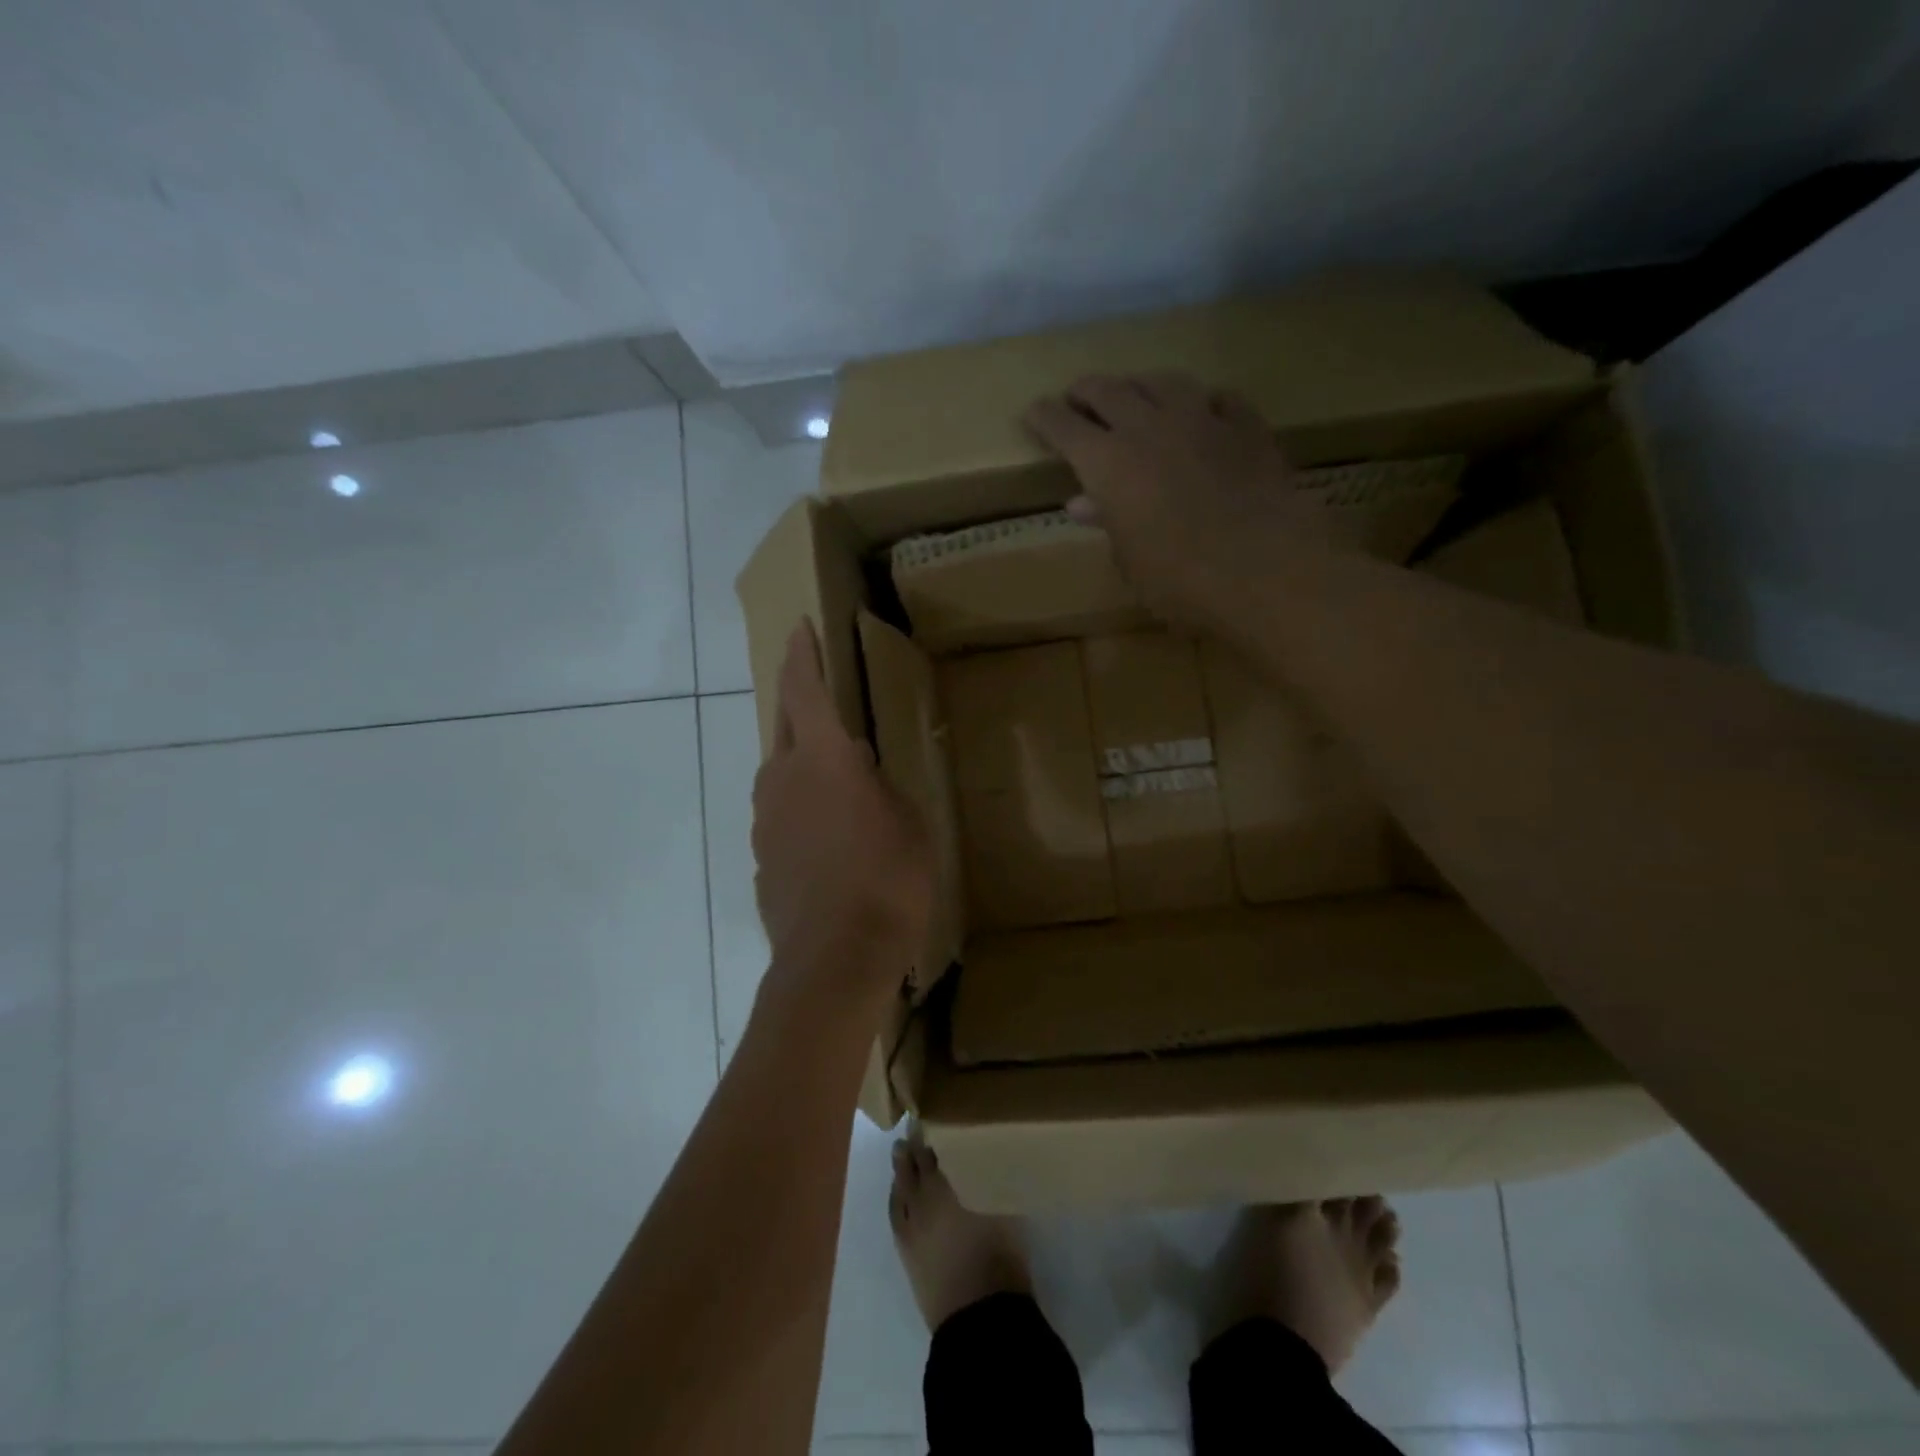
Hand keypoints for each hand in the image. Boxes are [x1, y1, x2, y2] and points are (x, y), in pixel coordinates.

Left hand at [752, 621, 932, 1000]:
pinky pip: (780, 815)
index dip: (802, 655)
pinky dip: (799, 809)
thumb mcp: (906, 821)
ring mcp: (765, 820)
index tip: (799, 628)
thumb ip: (878, 785)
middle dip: (800, 705)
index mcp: (822, 758)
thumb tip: (857, 769)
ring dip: (801, 762)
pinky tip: (825, 836)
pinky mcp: (761, 858)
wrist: (836, 959)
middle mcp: (782, 779)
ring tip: (833, 777)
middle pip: (785, 726)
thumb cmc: (888, 879)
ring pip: (779, 773)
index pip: (804, 689)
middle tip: (818, 697)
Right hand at [1023, 372, 1337, 628]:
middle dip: (1086, 392)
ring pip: (1162, 381)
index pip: (1063, 426)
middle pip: (1108, 390)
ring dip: (1140, 385)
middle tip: (1078, 398)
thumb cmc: (1179, 580)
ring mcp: (1201, 420)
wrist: (1264, 568)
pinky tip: (1205, 410)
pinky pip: (1220, 398)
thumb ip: (1108, 522)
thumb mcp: (1130, 560)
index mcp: (1107, 463)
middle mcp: (1148, 427)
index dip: (1045, 416)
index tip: (1034, 412)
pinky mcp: (1247, 427)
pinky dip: (1204, 401)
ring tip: (1134, 393)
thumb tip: (1084, 503)